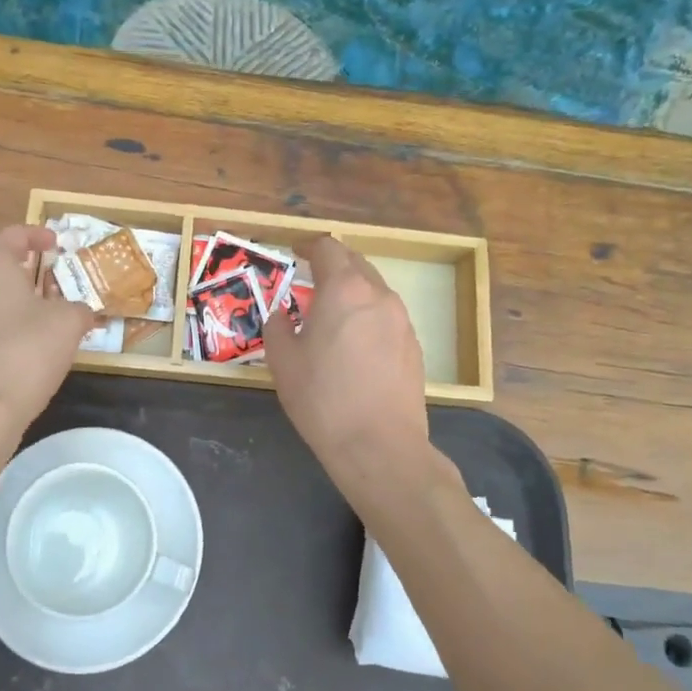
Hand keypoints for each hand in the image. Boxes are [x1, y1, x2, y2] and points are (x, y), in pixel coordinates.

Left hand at [0, 225, 95, 428]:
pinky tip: (23, 350)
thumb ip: (79, 309)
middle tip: (54, 283)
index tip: (57, 244)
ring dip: (12, 303)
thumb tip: (82, 313)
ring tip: (42, 318)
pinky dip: (0, 330)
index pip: (13, 234)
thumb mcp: (68, 323)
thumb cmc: (26, 350)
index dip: (38, 235)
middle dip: (25, 273)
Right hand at [264, 237, 430, 477]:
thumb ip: (277, 326)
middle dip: (332, 264)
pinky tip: (354, 343)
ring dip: (352, 290)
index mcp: (344, 290)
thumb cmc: (322, 398)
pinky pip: (386, 316)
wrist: (379, 445)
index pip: (328, 248)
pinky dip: (368, 315)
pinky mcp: (414, 346)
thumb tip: (282, 314)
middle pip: (355, 262)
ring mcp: (402, 320)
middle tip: (310, 278)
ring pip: (374, 289)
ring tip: (331, 312)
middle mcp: (378, 295)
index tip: (294, 251)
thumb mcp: (283, 361)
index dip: (308, 245)